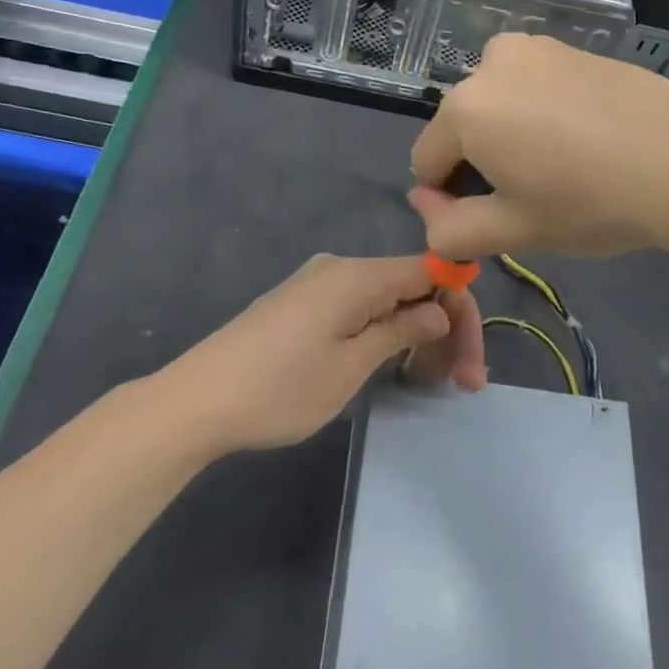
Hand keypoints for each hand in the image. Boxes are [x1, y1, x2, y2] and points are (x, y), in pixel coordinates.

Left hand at [159, 254, 481, 454]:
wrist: (196, 401)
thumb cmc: (280, 387)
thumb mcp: (350, 366)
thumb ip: (400, 331)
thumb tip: (437, 310)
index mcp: (358, 275)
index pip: (431, 270)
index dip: (459, 305)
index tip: (471, 357)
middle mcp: (342, 268)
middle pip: (412, 284)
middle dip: (444, 326)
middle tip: (462, 383)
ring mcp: (319, 284)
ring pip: (387, 298)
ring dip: (416, 332)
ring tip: (429, 381)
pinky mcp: (303, 304)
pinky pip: (360, 307)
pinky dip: (385, 331)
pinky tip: (392, 363)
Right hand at [408, 32, 668, 259]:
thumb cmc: (591, 201)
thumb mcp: (514, 230)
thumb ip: (451, 229)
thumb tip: (426, 207)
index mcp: (464, 109)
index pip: (426, 162)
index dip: (450, 199)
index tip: (495, 218)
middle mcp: (489, 64)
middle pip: (462, 127)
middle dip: (482, 162)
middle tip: (536, 194)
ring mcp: (533, 47)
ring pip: (498, 102)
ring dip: (510, 133)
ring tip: (564, 163)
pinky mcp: (570, 46)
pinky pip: (532, 84)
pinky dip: (541, 110)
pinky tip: (586, 136)